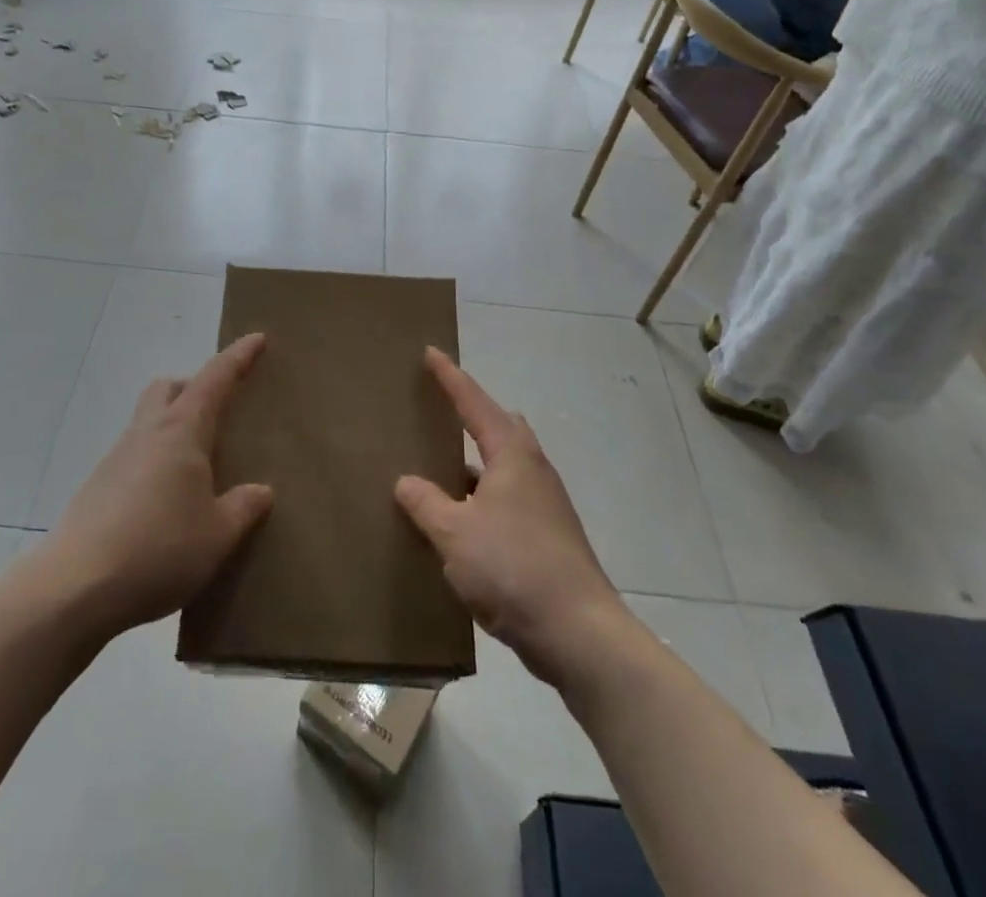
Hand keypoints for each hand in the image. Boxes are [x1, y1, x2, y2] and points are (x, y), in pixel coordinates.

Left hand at [47, 334, 273, 639]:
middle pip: (168, 387)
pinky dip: (154, 460)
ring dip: (171, 425)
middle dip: (193, 386)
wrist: (74, 588)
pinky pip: (133, 455)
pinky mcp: (97, 487)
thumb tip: (260, 490)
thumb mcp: (217, 535)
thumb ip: (242, 508)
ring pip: (147, 420)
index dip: (238, 357)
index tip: (257, 339)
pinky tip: (165, 501)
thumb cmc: (158, 549)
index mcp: (181, 432)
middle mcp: (147, 433)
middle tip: (217, 409)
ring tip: (195, 464)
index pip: (215, 379)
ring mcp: (116, 458)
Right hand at [395, 348, 626, 687]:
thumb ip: (425, 503)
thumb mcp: (455, 534)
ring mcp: (544, 504)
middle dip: (471, 413)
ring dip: (475, 462)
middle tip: (440, 407)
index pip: (474, 402)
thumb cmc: (513, 568)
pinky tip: (462, 520)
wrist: (579, 632)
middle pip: (499, 426)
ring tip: (441, 465)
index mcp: (511, 454)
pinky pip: (507, 499)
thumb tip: (406, 481)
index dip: (450, 377)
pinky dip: (482, 497)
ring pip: (503, 466)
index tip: (431, 352)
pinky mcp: (548, 536)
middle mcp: (532, 469)